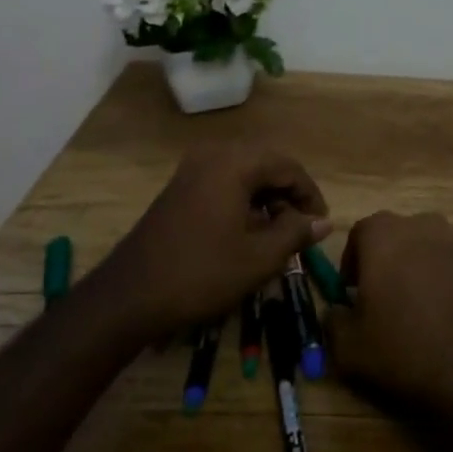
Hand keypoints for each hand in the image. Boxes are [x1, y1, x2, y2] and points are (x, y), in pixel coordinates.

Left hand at [99, 144, 330, 343]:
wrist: (129, 296)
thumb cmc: (201, 274)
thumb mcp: (259, 258)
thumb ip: (296, 233)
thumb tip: (324, 222)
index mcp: (234, 163)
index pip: (288, 167)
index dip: (310, 195)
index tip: (321, 225)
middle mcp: (213, 155)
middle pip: (266, 165)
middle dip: (289, 195)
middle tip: (303, 228)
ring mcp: (192, 170)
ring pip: (245, 174)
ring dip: (267, 199)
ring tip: (279, 234)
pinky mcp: (180, 188)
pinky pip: (223, 183)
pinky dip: (244, 202)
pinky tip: (249, 233)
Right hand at [322, 211, 452, 423]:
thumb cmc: (405, 348)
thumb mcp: (350, 347)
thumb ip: (333, 321)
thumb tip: (336, 310)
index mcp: (383, 233)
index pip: (359, 234)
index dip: (351, 263)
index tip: (351, 293)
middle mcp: (421, 225)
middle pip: (394, 237)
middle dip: (384, 262)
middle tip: (380, 301)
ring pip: (424, 248)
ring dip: (415, 268)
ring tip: (413, 308)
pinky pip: (450, 265)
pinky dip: (442, 280)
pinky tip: (442, 314)